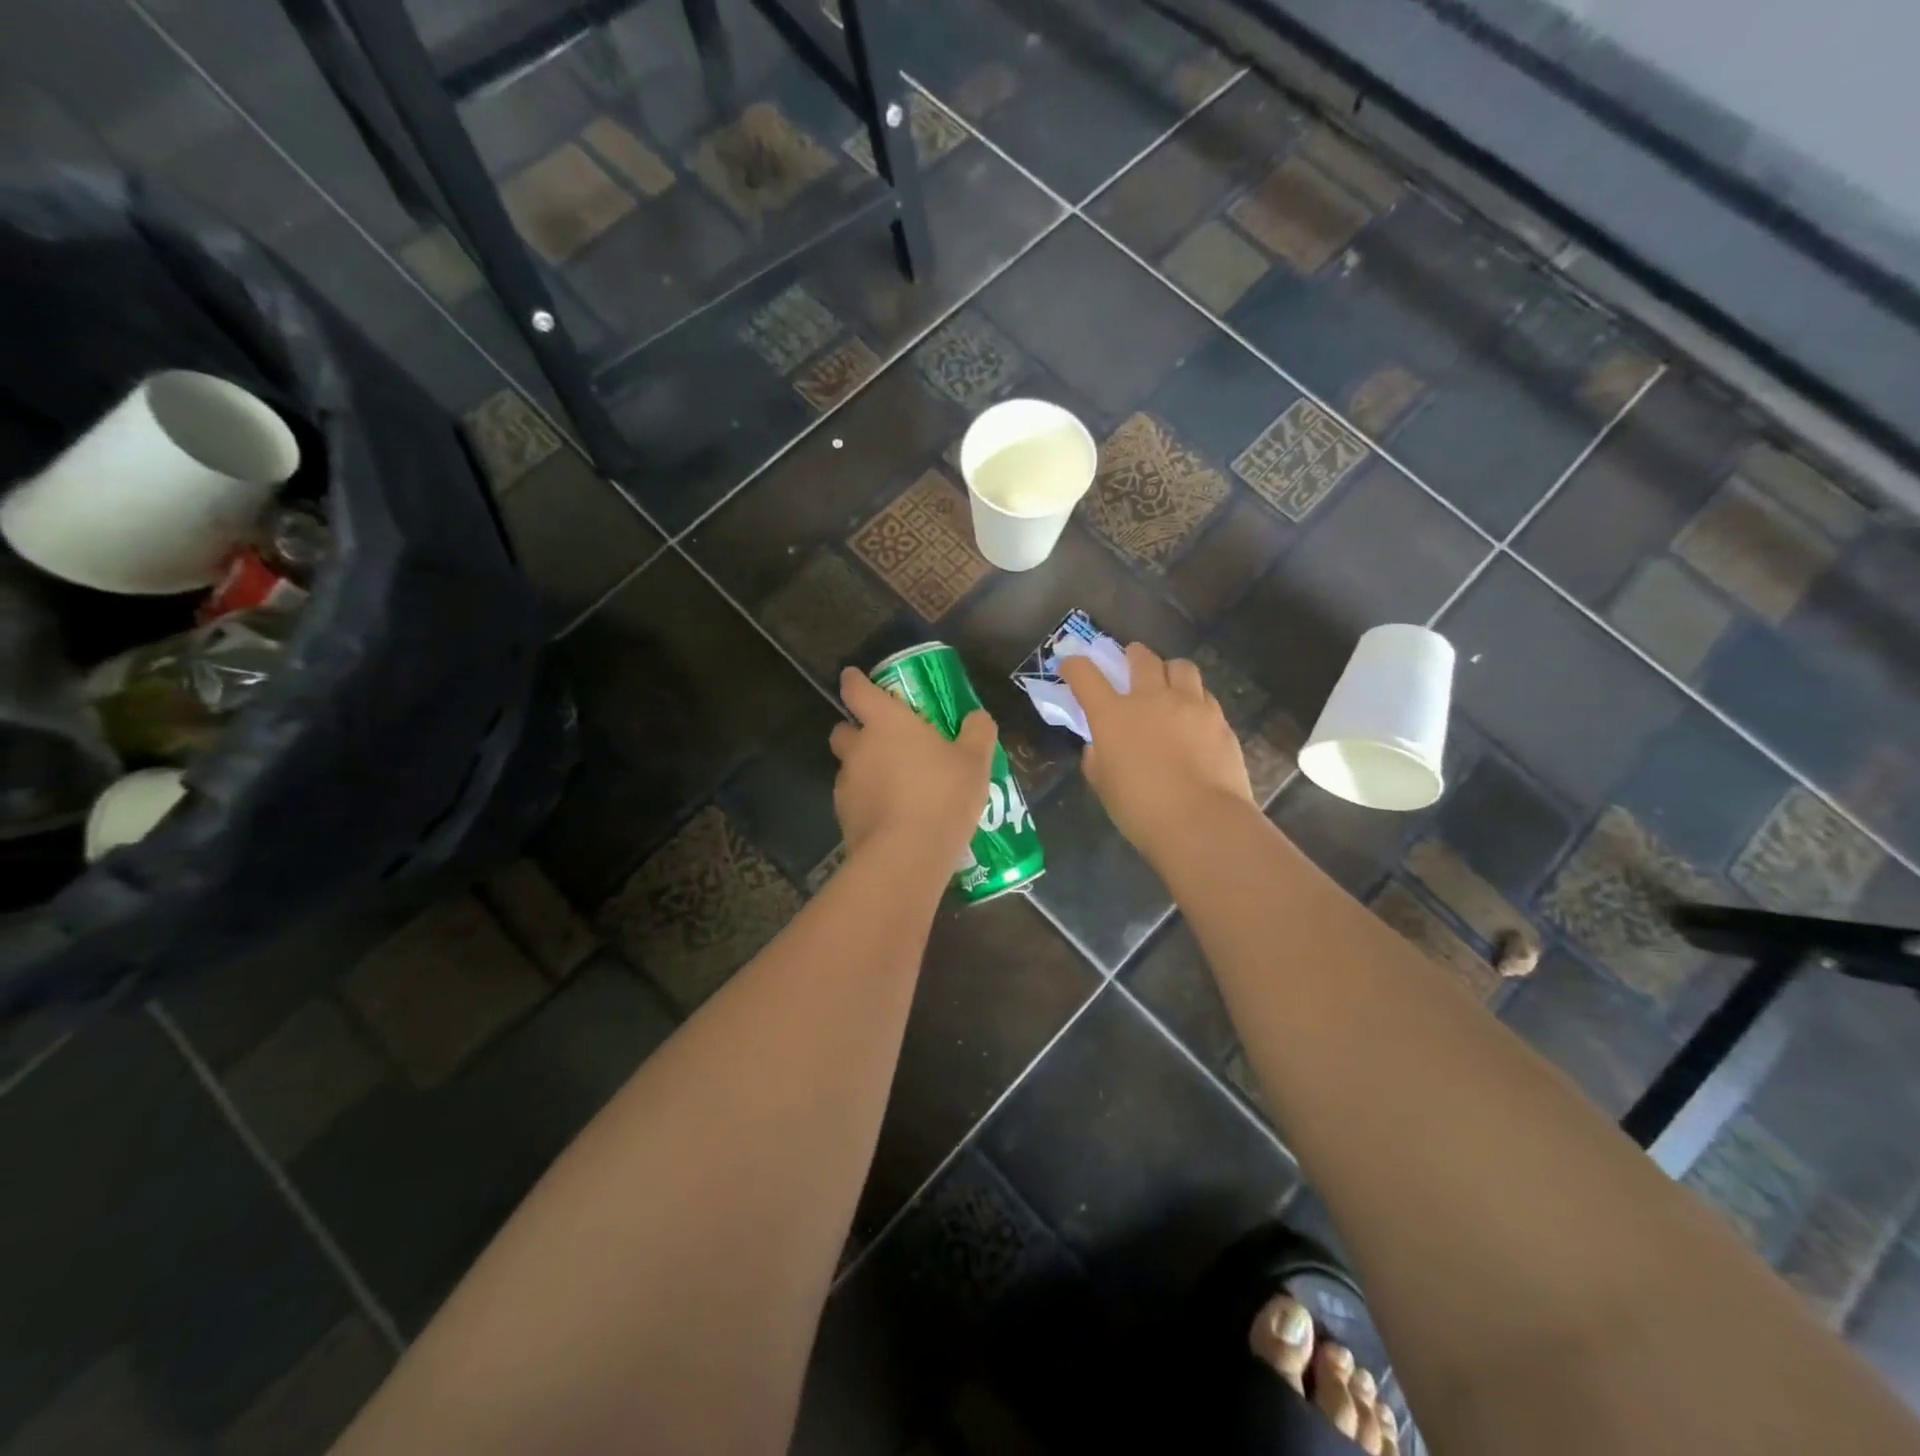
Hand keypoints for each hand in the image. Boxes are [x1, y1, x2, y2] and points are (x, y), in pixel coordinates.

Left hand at [829, 667, 997, 863]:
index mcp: (886, 723)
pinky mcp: (844, 818)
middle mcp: (859, 748)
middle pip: (843, 730)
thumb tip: (977, 717)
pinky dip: (867, 802)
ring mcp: (846, 784)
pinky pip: (854, 800)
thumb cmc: (942, 795)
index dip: (855, 681)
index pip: (857, 690)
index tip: (855, 678)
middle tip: (885, 743)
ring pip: (848, 768)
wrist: (907, 855)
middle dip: (856, 731)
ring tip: (896, 788)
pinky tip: (893, 817)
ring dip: (865, 770)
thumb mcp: (975, 762)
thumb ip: (977, 733)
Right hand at [1058, 642, 1253, 855]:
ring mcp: (1190, 705)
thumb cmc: (1141, 809)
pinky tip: (1194, 716)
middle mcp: (1151, 699)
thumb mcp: (1105, 786)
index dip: (1074, 666)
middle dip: (1132, 655)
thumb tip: (1098, 747)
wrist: (1202, 822)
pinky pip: (1205, 695)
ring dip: (1169, 669)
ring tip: (1168, 682)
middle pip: (1141, 658)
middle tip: (1130, 660)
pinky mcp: (1219, 720)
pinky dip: (1195, 698)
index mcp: (1113, 715)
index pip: (1086, 675)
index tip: (1070, 666)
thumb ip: (1097, 760)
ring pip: (1180, 666)